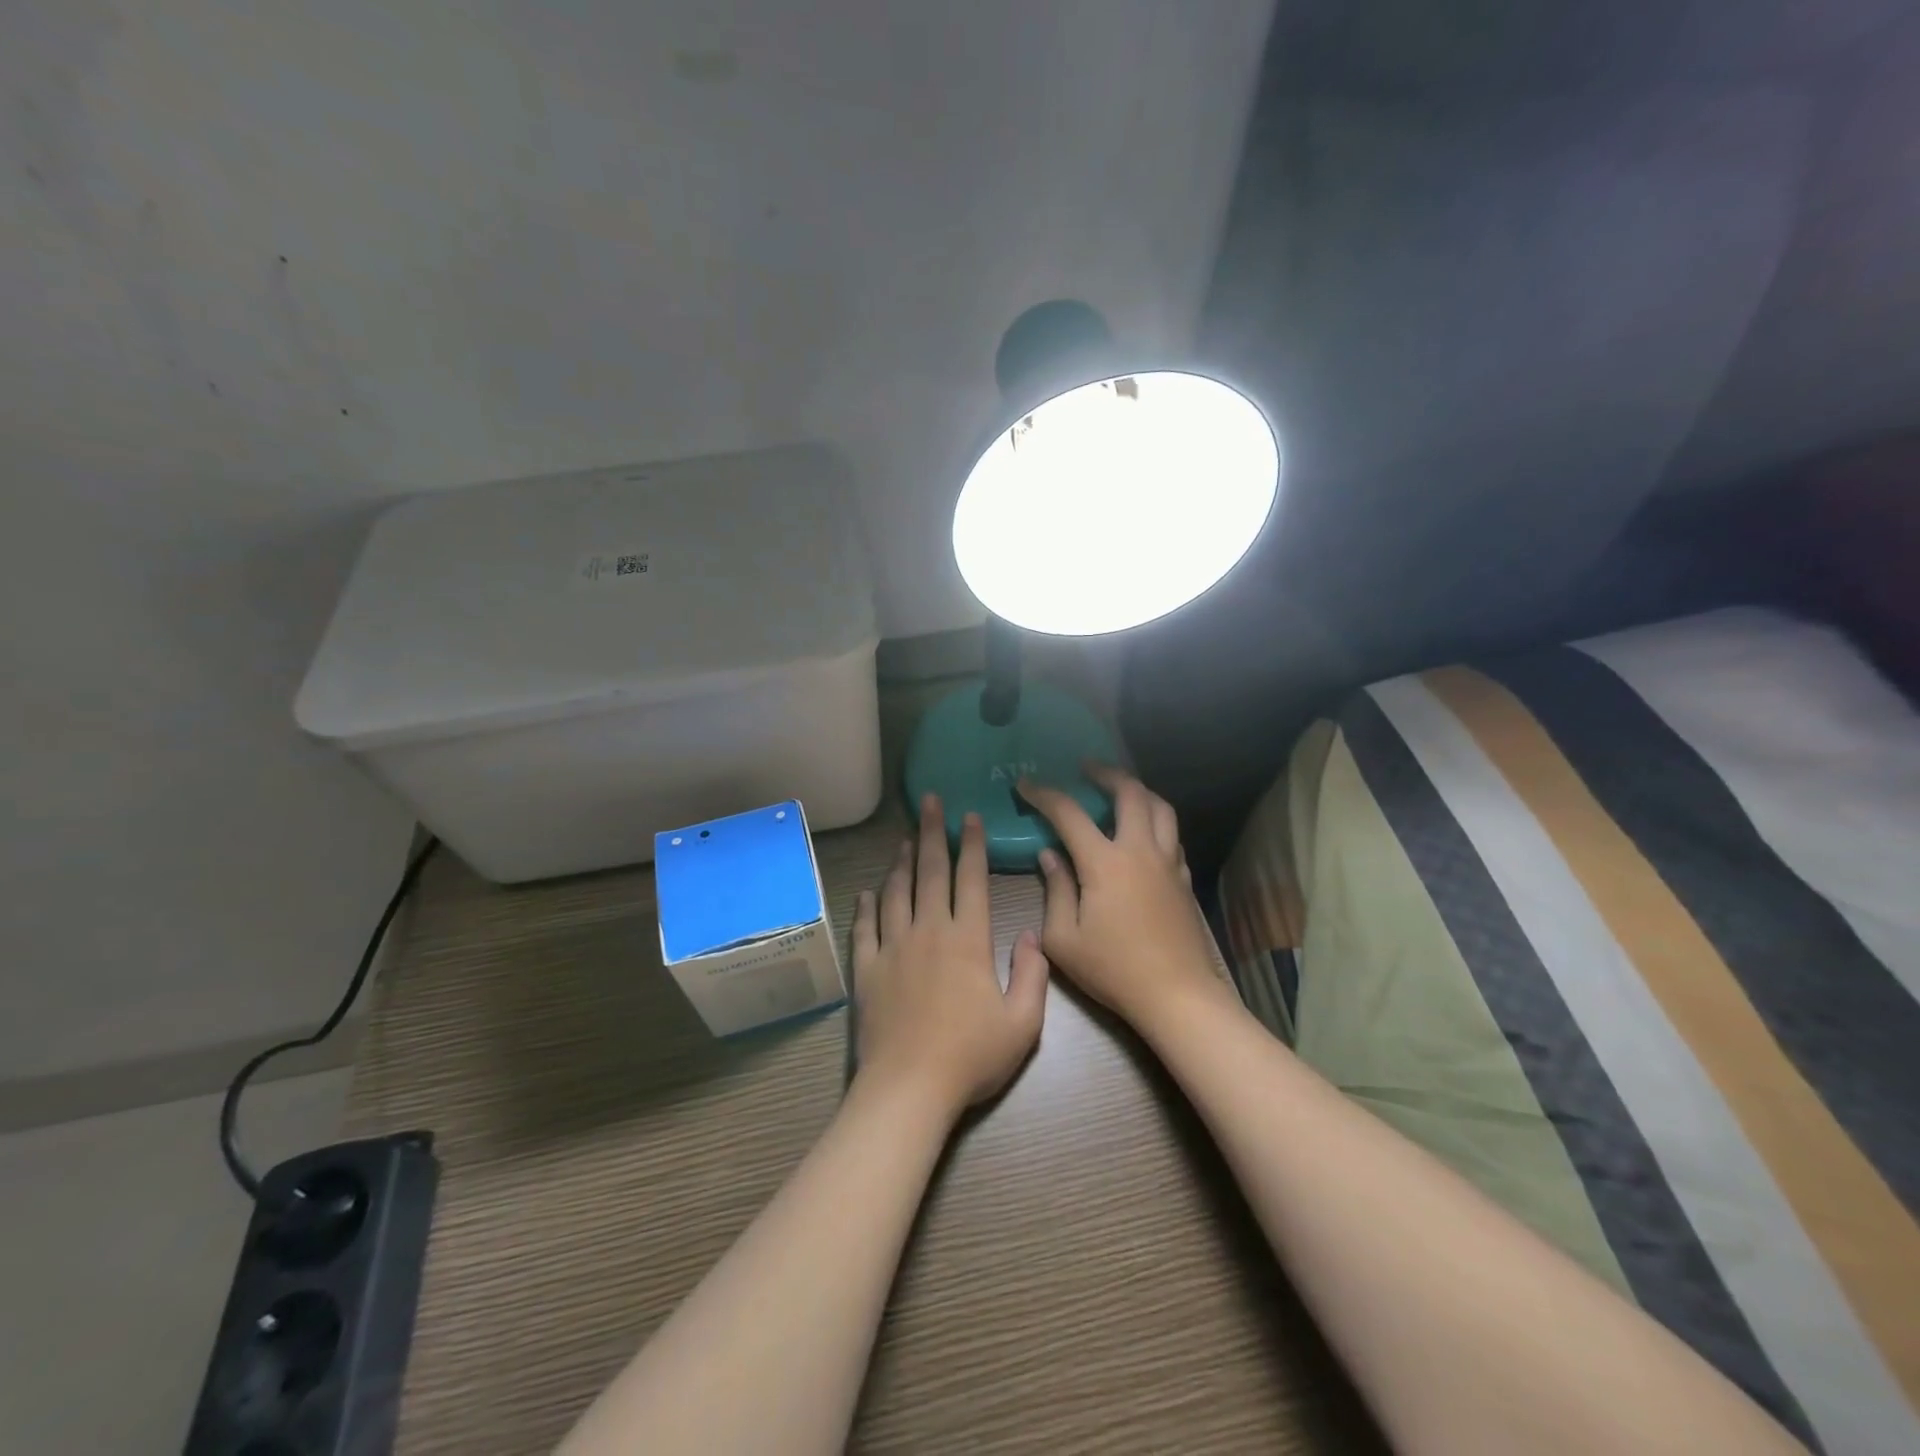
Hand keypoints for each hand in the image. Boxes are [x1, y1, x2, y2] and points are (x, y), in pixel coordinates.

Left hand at [851, 793, 1048, 1118]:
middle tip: (929, 802)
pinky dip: (867, 905)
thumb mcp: (1023, 1023)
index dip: (972, 845)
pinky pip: (866, 927)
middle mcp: (929, 931)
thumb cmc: (970, 1057)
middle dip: (933, 833)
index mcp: (968, 940)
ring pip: (896, 892)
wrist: (909, 1088)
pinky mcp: (867, 968)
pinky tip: (868, 891)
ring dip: (902, 862)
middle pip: (930, 873)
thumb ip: (1033, 975)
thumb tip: (1032, 936)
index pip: (971, 880)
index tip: (970, 817)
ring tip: (905, 838)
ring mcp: (893, 947)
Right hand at [1016, 764, 1229, 1034]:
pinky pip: (1172, 835)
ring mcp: (1167, 862)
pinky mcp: (1183, 879)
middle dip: (1105, 773)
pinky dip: (1155, 821)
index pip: (1069, 813)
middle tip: (1086, 768)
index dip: (1044, 794)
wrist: (1177, 996)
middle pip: (1130, 792)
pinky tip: (1144, 833)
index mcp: (1105, 862)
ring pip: (1161, 807)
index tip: (1025, 784)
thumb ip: (1055, 890)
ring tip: (1120, 790)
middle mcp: (1140, 850)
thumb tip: (1050, 856)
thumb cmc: (1113, 970)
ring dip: (1138, 790)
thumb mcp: (1063, 939)